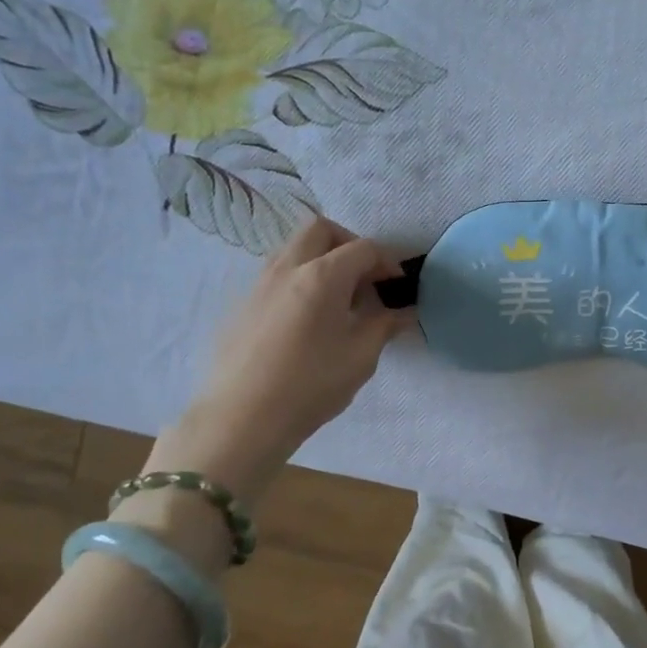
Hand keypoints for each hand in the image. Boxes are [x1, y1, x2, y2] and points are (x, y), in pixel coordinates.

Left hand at [147, 217, 411, 503]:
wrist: (243, 418)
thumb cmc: (311, 385)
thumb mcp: (361, 357)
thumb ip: (385, 325)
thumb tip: (404, 311)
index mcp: (322, 275)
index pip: (362, 248)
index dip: (386, 262)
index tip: (396, 287)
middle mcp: (288, 267)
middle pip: (321, 230)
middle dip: (349, 244)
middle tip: (364, 279)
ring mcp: (259, 283)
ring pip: (294, 248)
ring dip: (321, 259)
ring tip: (337, 299)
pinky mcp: (242, 304)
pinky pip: (276, 274)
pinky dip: (299, 279)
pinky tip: (307, 319)